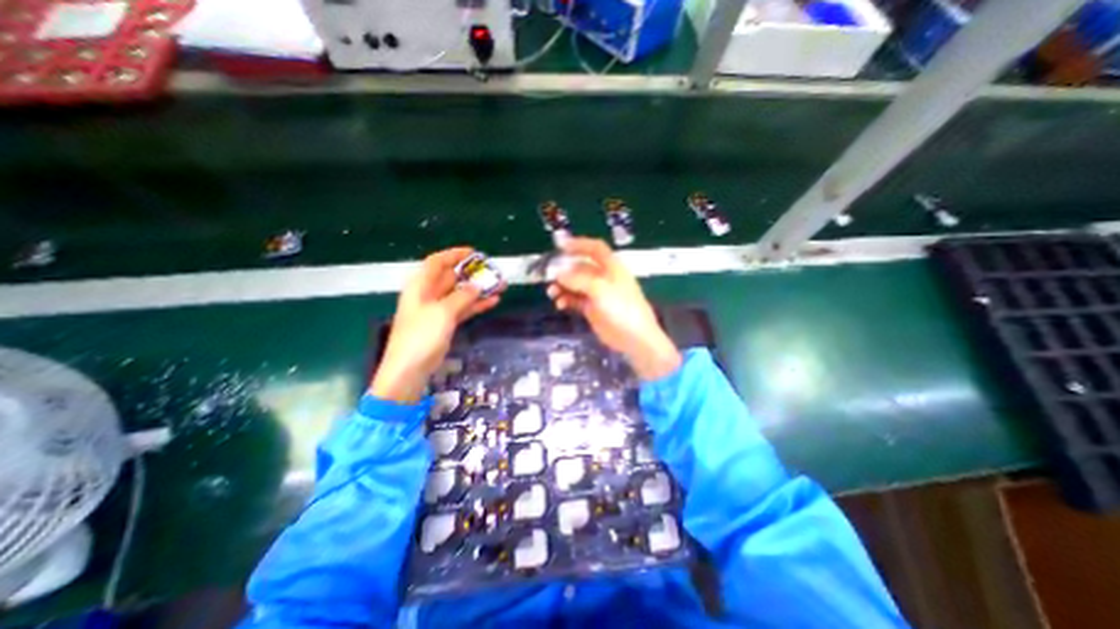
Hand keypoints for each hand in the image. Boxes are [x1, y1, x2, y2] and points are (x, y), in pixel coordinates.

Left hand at [371, 245, 502, 400]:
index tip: (474, 253)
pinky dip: (476, 305)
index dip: (454, 255)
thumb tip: (477, 286)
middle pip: (451, 278)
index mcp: (421, 286)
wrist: (410, 369)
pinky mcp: (445, 324)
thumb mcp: (443, 312)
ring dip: (478, 290)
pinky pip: (463, 309)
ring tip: (500, 286)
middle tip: (493, 271)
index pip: (437, 262)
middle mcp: (428, 294)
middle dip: (472, 273)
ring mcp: (438, 310)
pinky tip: (493, 301)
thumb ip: (462, 297)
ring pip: (460, 294)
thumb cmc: (421, 336)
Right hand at [546, 237, 676, 377]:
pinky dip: (566, 300)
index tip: (560, 246)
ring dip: (563, 286)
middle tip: (549, 276)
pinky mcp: (592, 309)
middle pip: (581, 267)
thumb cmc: (621, 308)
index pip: (595, 249)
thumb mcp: (600, 289)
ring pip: (576, 284)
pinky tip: (560, 304)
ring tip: (552, 293)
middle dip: (565, 270)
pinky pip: (575, 299)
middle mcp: (604, 277)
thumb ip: (578, 279)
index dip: (579, 244)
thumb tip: (558, 273)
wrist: (633, 338)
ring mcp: (598, 294)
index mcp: (612, 267)